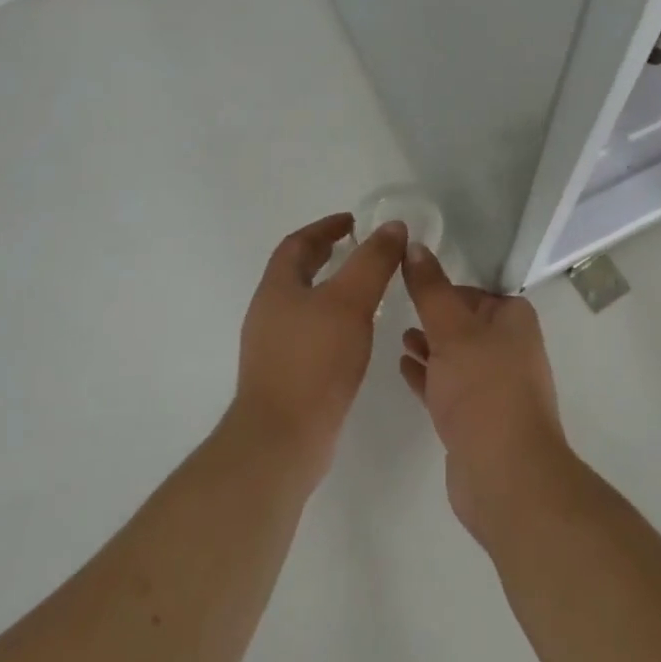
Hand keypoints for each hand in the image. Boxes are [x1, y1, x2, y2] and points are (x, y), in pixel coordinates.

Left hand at [233, 213, 406, 484]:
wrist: (281, 440)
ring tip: (363, 290)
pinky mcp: (284, 376)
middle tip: (358, 248)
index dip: (325, 228)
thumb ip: (373, 261)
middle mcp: (268, 312)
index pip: (298, 243)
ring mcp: (272, 347)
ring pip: (303, 303)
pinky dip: (331, 321)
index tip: (353, 221)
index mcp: (277, 287)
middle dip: (325, 256)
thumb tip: (392, 227)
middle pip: (296, 272)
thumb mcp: (350, 302)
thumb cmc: (314, 361)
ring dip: (330, 289)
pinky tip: (353, 335)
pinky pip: (308, 333)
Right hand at [398, 243, 567, 543]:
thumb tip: (415, 245)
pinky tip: (403, 367)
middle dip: (433, 317)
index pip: (475, 291)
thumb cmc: (482, 389)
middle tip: (398, 307)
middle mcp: (510, 348)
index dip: (444, 287)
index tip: (410, 283)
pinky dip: (429, 375)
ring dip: (429, 346)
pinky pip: (449, 386)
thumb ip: (430, 288)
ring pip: (456, 356)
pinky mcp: (478, 420)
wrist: (505, 476)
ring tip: (399, 337)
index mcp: (514, 320)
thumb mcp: (451, 329)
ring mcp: (495, 387)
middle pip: (465, 322)